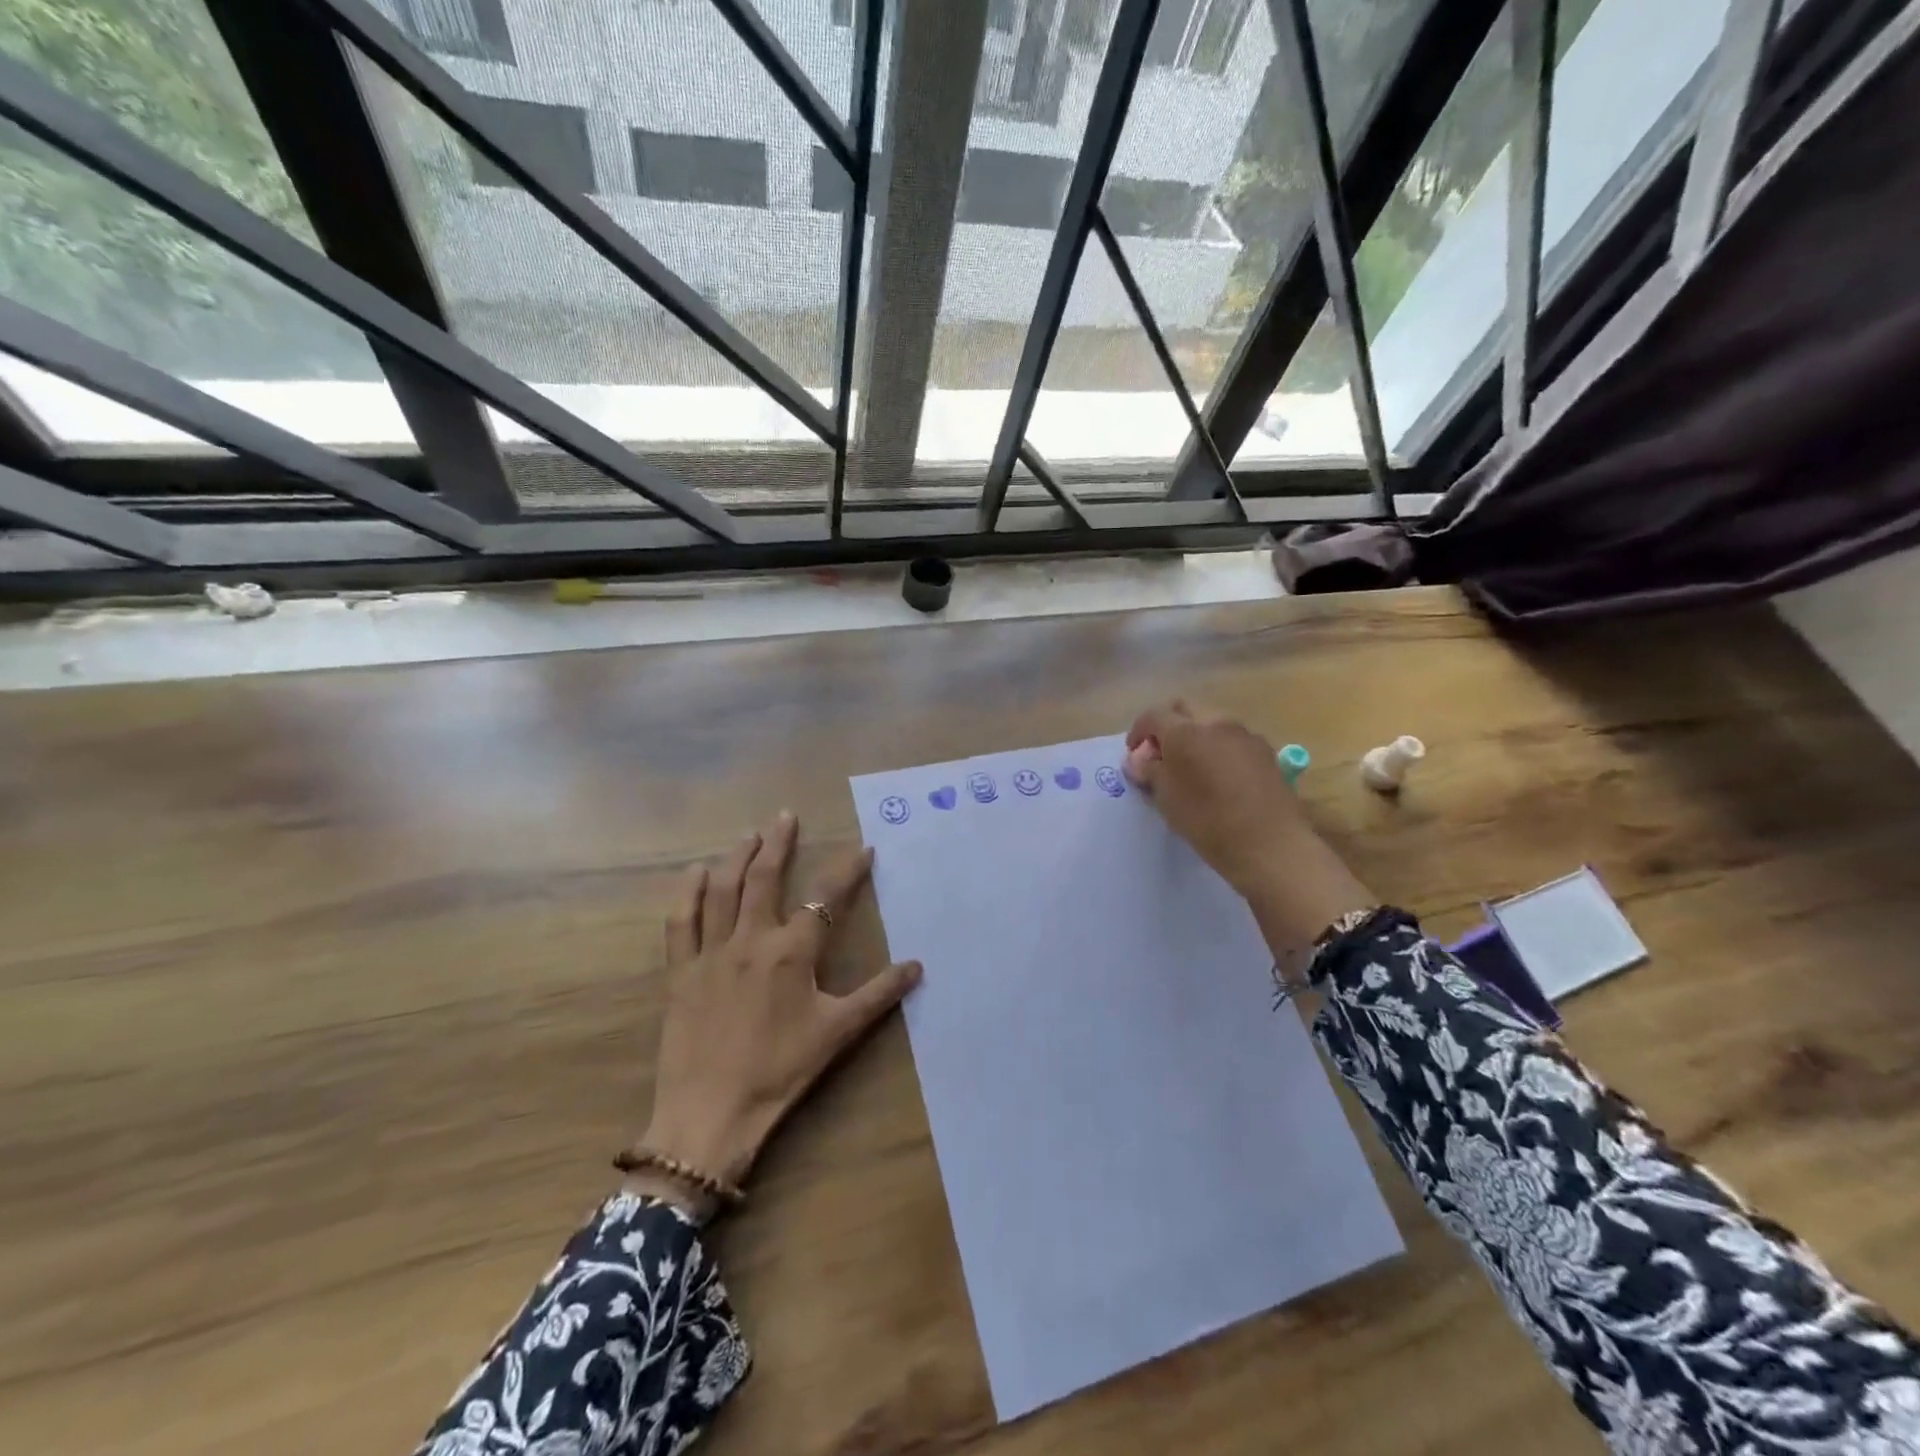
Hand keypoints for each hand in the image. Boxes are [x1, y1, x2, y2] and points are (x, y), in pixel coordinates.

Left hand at [633, 812, 919, 1215]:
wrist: (711, 1113)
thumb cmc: (780, 1072)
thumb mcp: (837, 1033)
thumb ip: (878, 995)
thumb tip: (918, 966)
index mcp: (792, 953)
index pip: (825, 899)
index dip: (847, 870)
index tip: (863, 849)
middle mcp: (751, 940)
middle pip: (764, 878)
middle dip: (778, 843)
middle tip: (785, 816)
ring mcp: (712, 953)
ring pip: (723, 890)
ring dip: (737, 857)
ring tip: (749, 833)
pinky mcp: (681, 972)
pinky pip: (681, 922)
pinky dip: (688, 893)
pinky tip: (695, 873)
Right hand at [1124, 701, 1374, 954]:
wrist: (1271, 846)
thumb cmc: (1208, 822)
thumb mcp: (1167, 799)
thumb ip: (1149, 771)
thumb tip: (1138, 760)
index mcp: (1186, 731)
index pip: (1153, 716)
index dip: (1138, 732)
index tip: (1134, 755)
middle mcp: (1217, 722)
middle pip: (1184, 709)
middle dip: (1167, 725)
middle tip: (1159, 755)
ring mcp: (1246, 735)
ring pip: (1211, 721)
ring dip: (1194, 735)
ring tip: (1188, 767)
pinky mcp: (1266, 752)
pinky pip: (1232, 739)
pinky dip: (1217, 748)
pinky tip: (1217, 776)